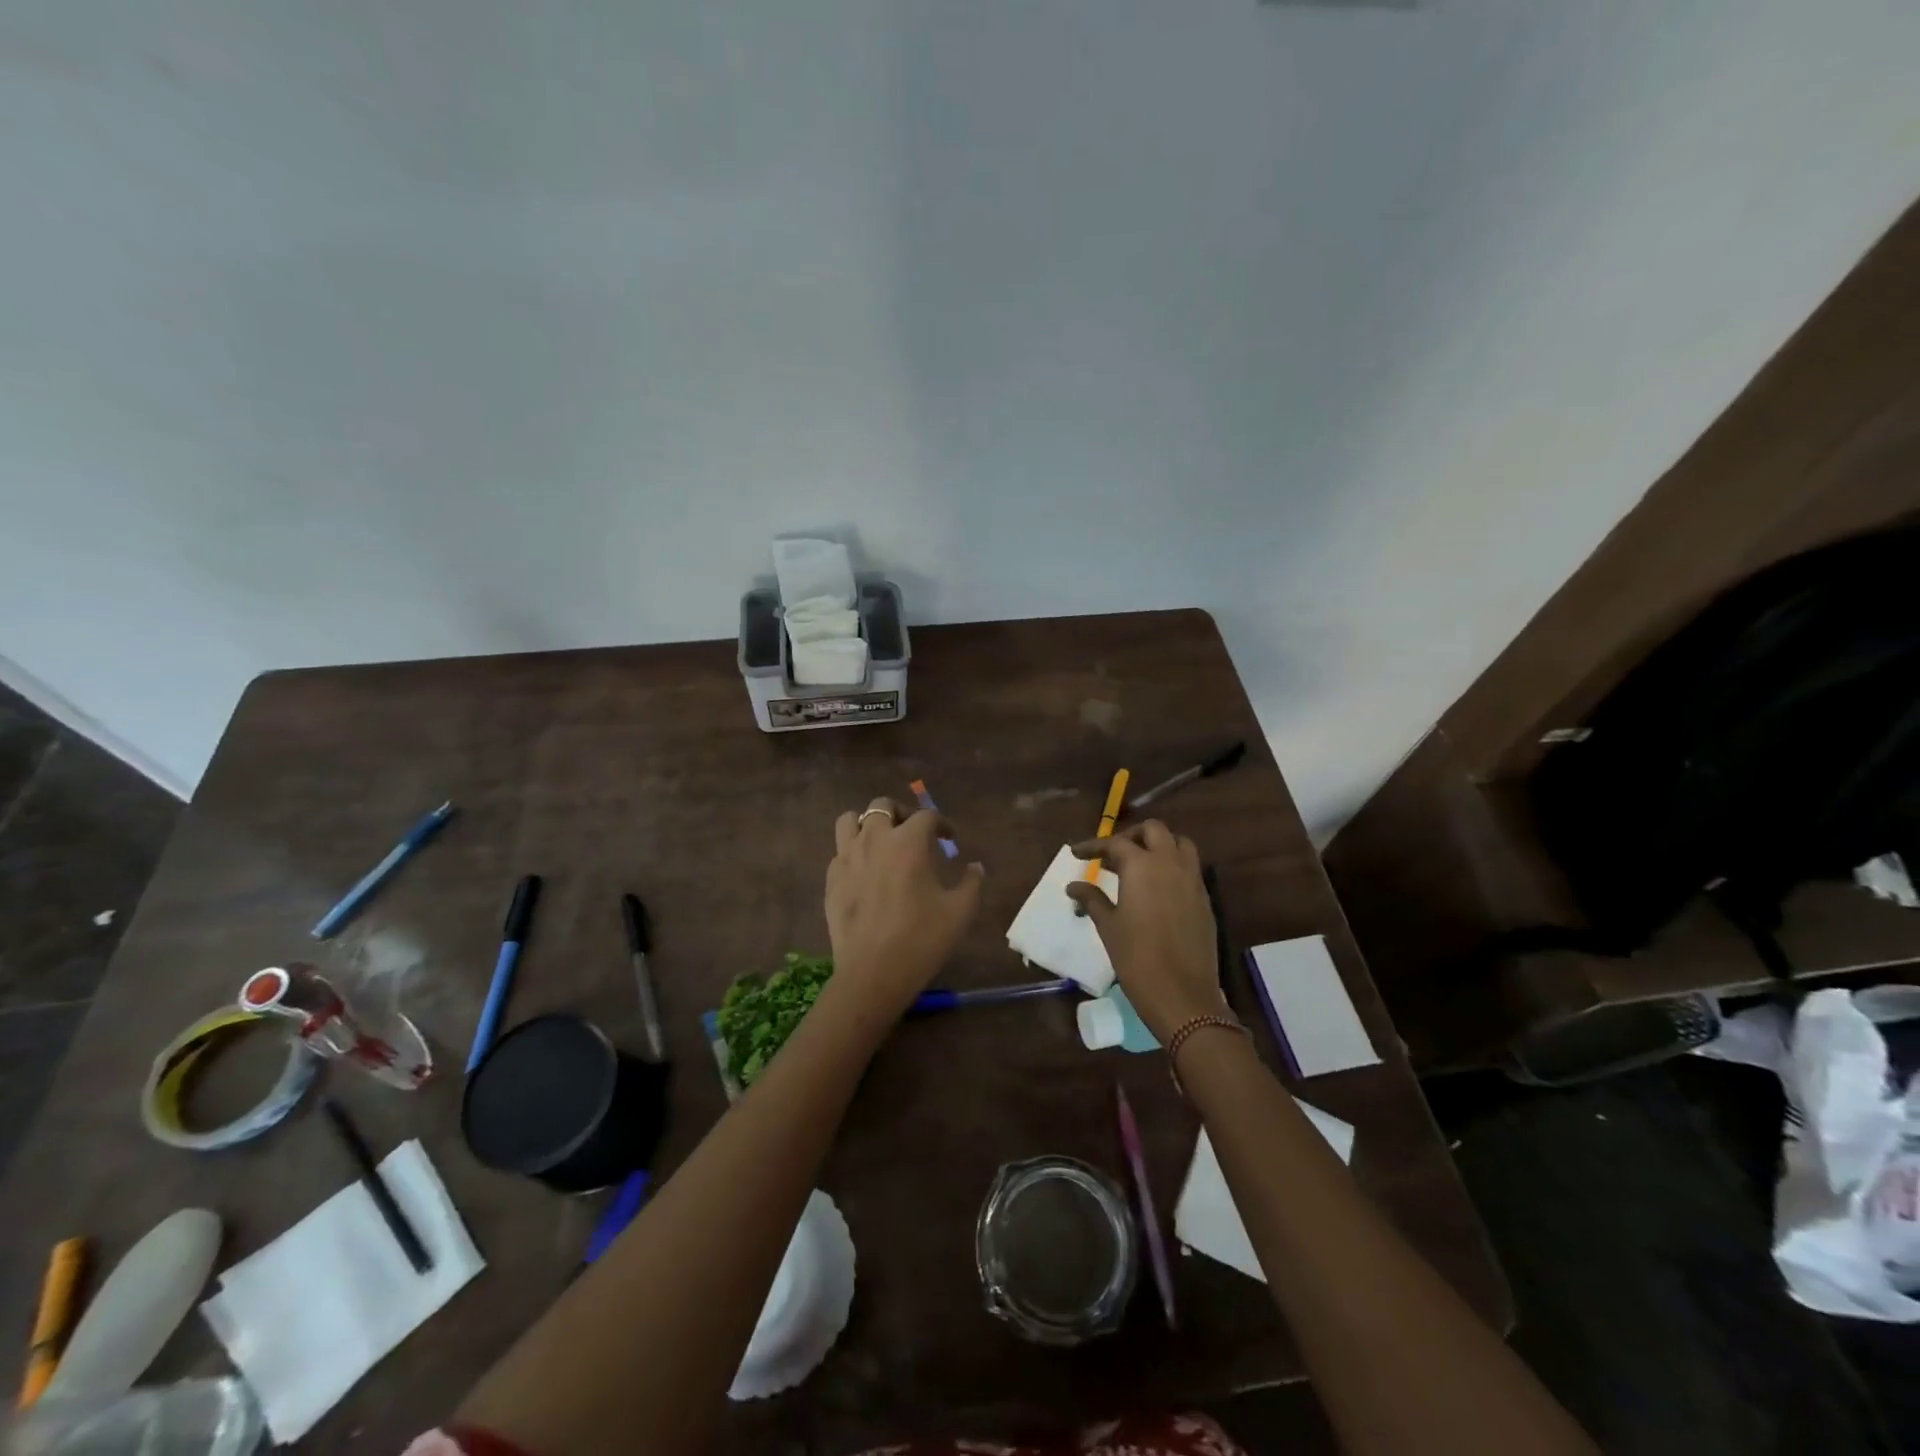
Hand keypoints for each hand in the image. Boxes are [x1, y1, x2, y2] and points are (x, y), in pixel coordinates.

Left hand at [825, 798, 985, 1020]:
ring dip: (867, 824)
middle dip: (902, 813)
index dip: (942, 824)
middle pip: (883, 806)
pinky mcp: (831, 879)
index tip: (949, 838)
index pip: (927, 816)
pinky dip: (853, 853)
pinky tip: (864, 872)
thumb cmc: (922, 939)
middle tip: (914, 834)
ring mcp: (847, 857)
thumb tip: (976, 867)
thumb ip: (972, 883)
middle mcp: (874, 839)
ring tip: (881, 842)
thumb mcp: (960, 912)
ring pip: (850, 820)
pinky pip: (839, 852)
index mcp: (908, 842)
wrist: (873, 974)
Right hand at [1066, 821, 1226, 1040]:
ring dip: (1159, 846)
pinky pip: (1190, 869)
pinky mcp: (1205, 900)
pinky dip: (1173, 867)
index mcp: (1142, 866)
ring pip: (1179, 844)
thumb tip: (1073, 886)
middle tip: (1112, 855)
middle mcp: (1170, 864)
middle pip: (1154, 831)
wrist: (1182, 995)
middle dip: (1131, 836)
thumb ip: (1092, 899)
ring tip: (1139, 865)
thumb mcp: (1108, 926)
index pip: (1115, 843)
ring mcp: (1193, 880)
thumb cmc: (1136, 957)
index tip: (1076, 853)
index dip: (1093, 846)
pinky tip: (1157, 889)